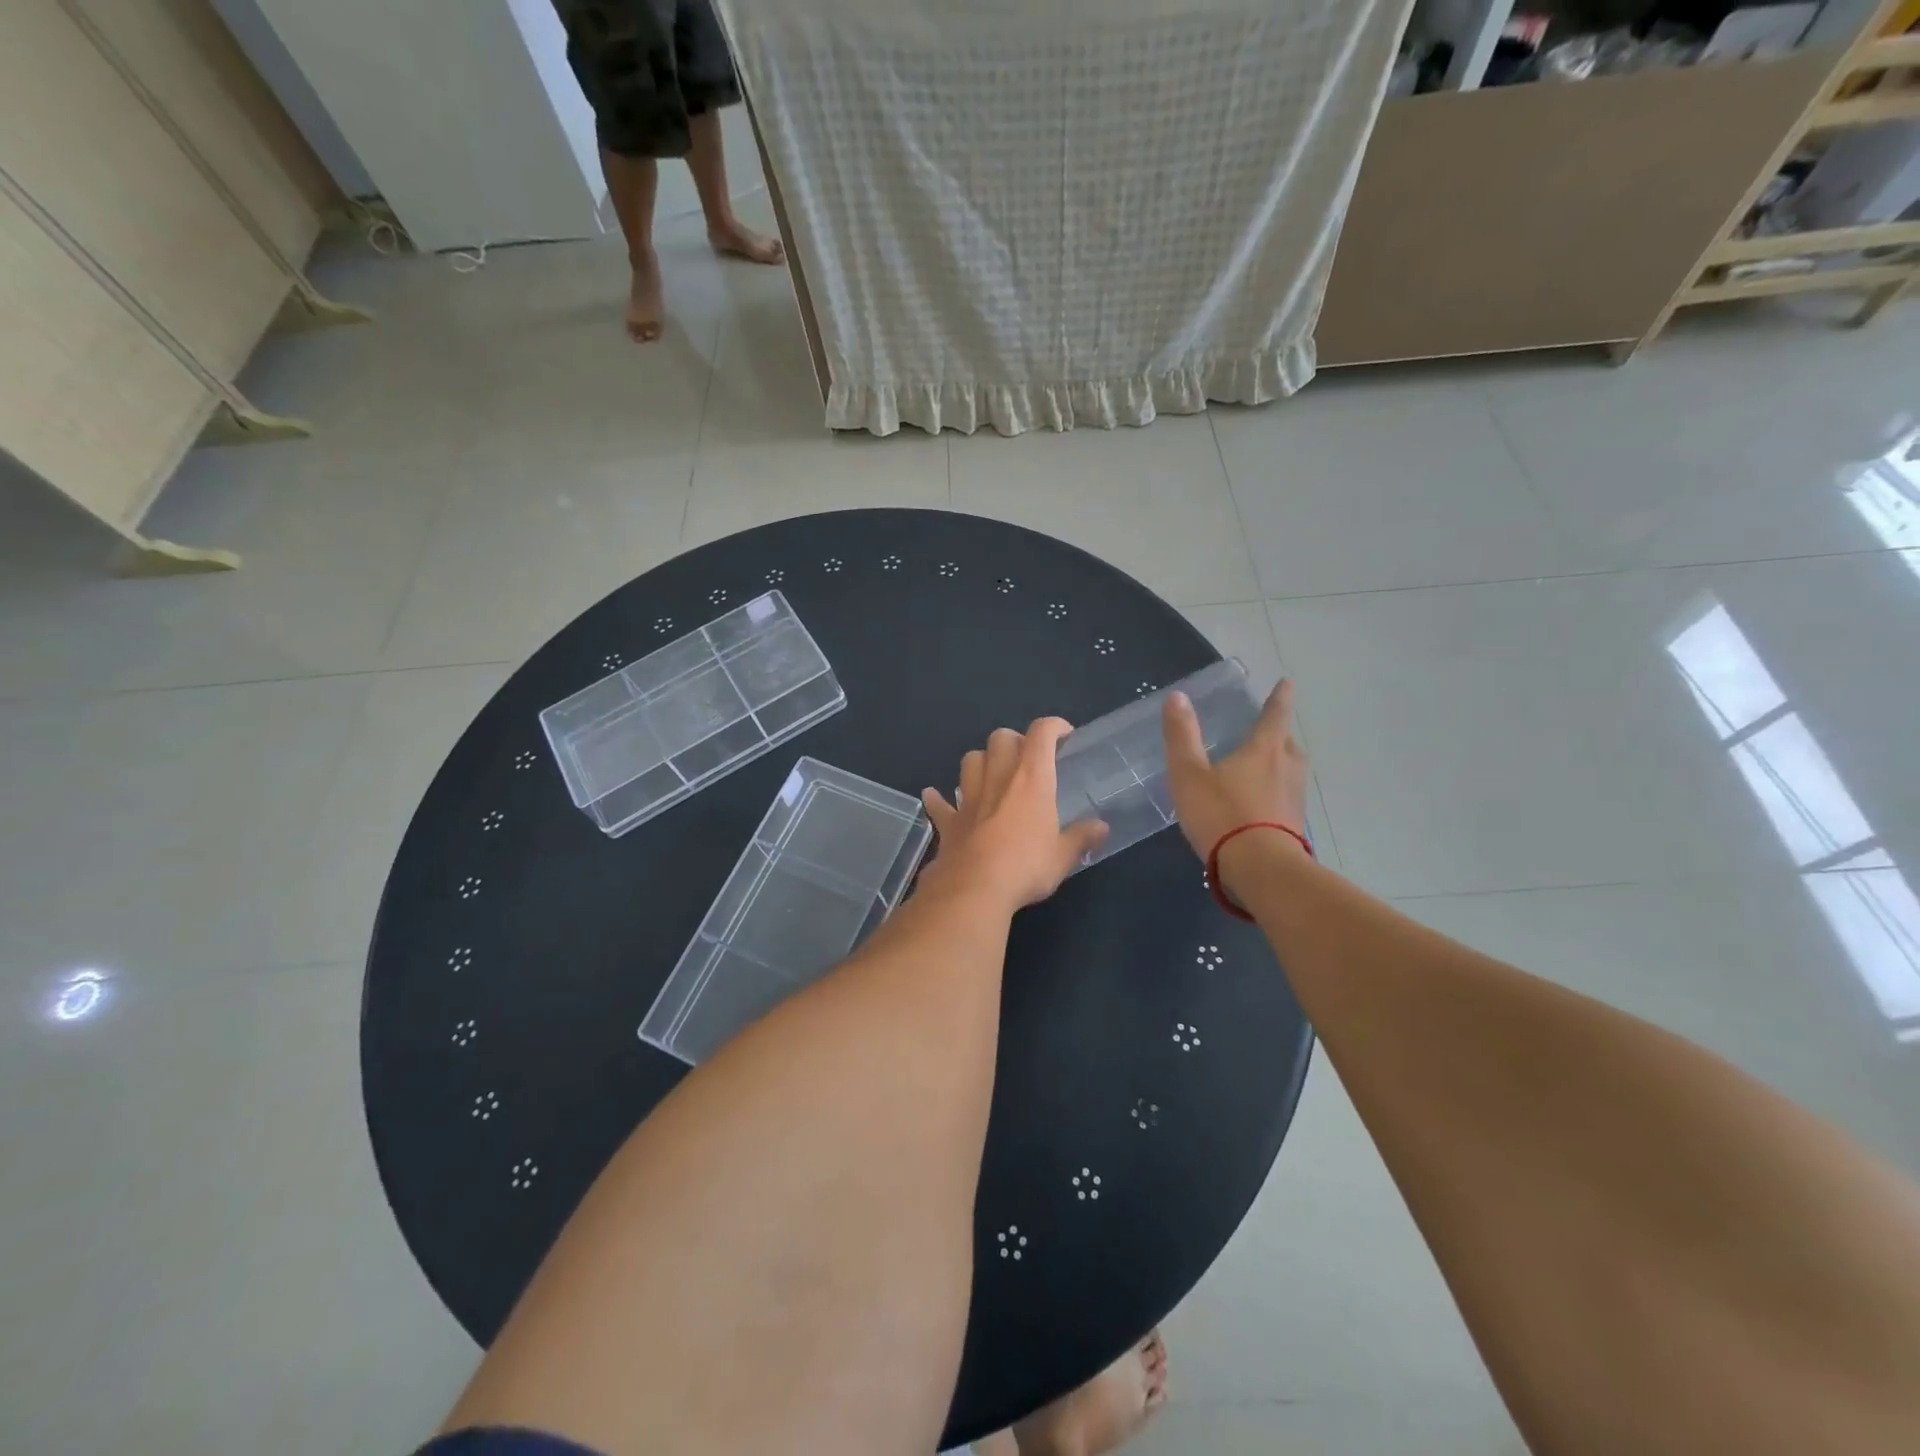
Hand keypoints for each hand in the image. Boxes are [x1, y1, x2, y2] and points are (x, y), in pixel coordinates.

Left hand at [921, 719, 1108, 911]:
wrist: (974, 889)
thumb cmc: (1026, 867)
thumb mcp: (1062, 856)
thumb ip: (1081, 837)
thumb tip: (1101, 828)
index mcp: (1031, 779)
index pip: (1041, 734)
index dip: (1053, 726)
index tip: (1064, 734)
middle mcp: (998, 777)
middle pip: (1001, 737)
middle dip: (1015, 740)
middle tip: (1027, 760)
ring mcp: (968, 797)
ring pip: (970, 759)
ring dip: (982, 760)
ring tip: (992, 774)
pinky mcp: (949, 820)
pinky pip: (939, 802)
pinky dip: (938, 798)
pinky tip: (936, 797)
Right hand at [1162, 679, 1310, 872]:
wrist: (1261, 869)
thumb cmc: (1222, 814)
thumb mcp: (1189, 774)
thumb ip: (1182, 736)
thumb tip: (1178, 696)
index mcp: (1264, 750)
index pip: (1275, 715)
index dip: (1280, 697)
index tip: (1288, 682)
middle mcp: (1286, 768)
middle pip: (1288, 743)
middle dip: (1279, 735)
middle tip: (1268, 731)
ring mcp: (1294, 799)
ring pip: (1291, 771)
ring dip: (1280, 764)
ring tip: (1263, 767)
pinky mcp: (1294, 825)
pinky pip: (1286, 797)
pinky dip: (1275, 793)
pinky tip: (1260, 805)